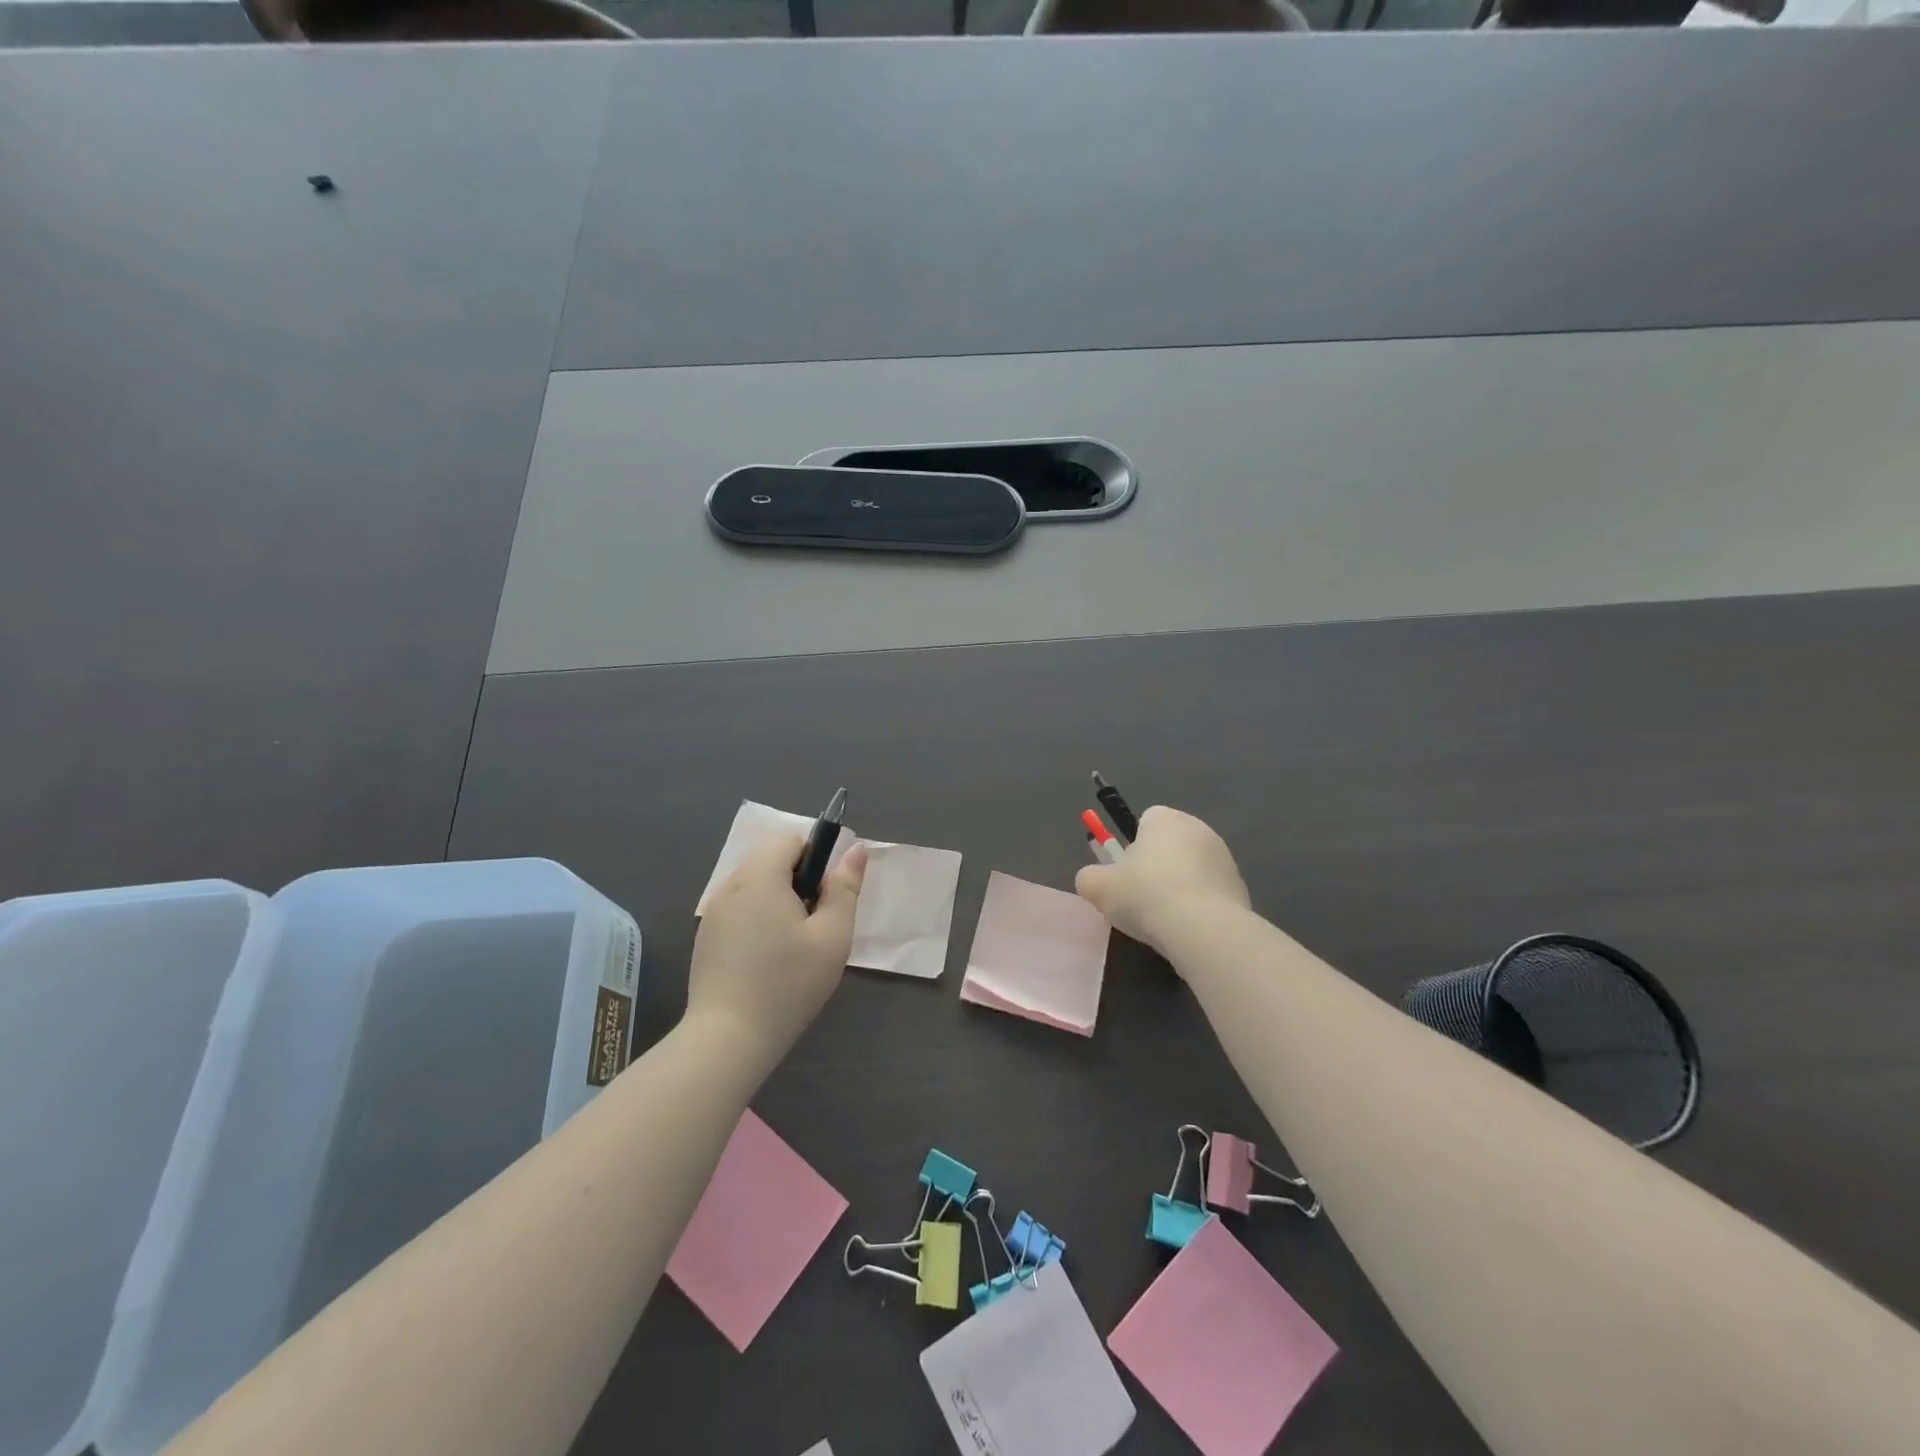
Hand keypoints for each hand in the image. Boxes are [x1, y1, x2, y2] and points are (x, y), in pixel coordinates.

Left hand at [687, 831, 867, 1074]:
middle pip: (770, 858)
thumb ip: (846, 888)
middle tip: (813, 924)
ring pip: (754, 883)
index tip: (826, 896)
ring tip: (792, 943)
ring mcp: (713, 911)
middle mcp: (730, 885)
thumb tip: (856, 850)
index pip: (790, 839)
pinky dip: (757, 917)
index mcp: (760, 876)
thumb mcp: (832, 936)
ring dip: (777, 898)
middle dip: (798, 879)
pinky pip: (738, 907)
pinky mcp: (705, 935)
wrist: (728, 1038)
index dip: (816, 858)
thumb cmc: (788, 984)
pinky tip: (766, 957)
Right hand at [1075, 805, 1248, 956]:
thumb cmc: (1145, 895)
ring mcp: (1224, 857)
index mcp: (1165, 818)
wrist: (1203, 929)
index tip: (1124, 873)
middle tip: (1140, 896)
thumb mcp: (1098, 888)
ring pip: (1191, 868)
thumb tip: (1093, 879)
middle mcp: (1198, 828)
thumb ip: (1089, 877)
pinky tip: (1188, 927)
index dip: (1131, 846)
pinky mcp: (1240, 887)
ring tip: (1164, 918)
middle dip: (1156, 865)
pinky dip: (1199, 905)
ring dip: (1179, 885)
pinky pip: (1210, 891)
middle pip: (1169, 843)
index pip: (1145, 820)